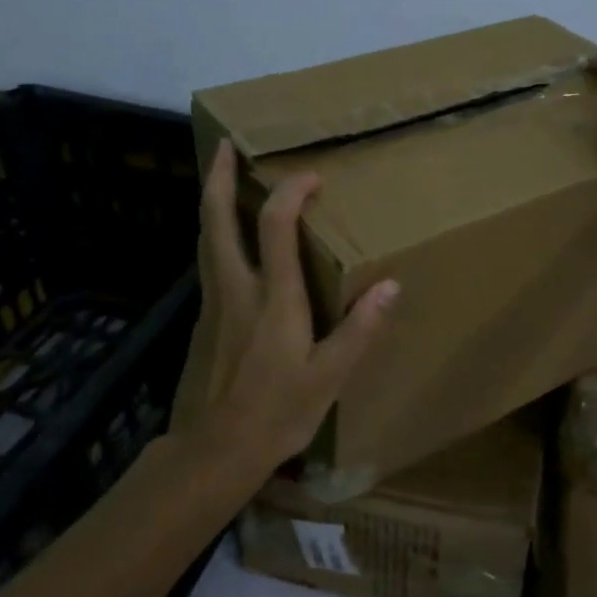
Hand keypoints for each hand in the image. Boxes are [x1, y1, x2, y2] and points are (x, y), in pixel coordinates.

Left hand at [175, 140, 398, 474]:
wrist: (215, 451)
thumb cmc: (278, 414)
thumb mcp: (329, 377)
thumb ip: (360, 329)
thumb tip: (392, 285)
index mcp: (273, 299)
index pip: (275, 227)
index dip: (291, 193)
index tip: (311, 177)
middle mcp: (236, 289)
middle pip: (217, 220)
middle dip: (221, 178)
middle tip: (226, 145)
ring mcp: (214, 303)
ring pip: (206, 238)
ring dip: (213, 202)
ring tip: (223, 178)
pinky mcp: (204, 320)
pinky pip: (208, 261)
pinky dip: (216, 234)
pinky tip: (229, 240)